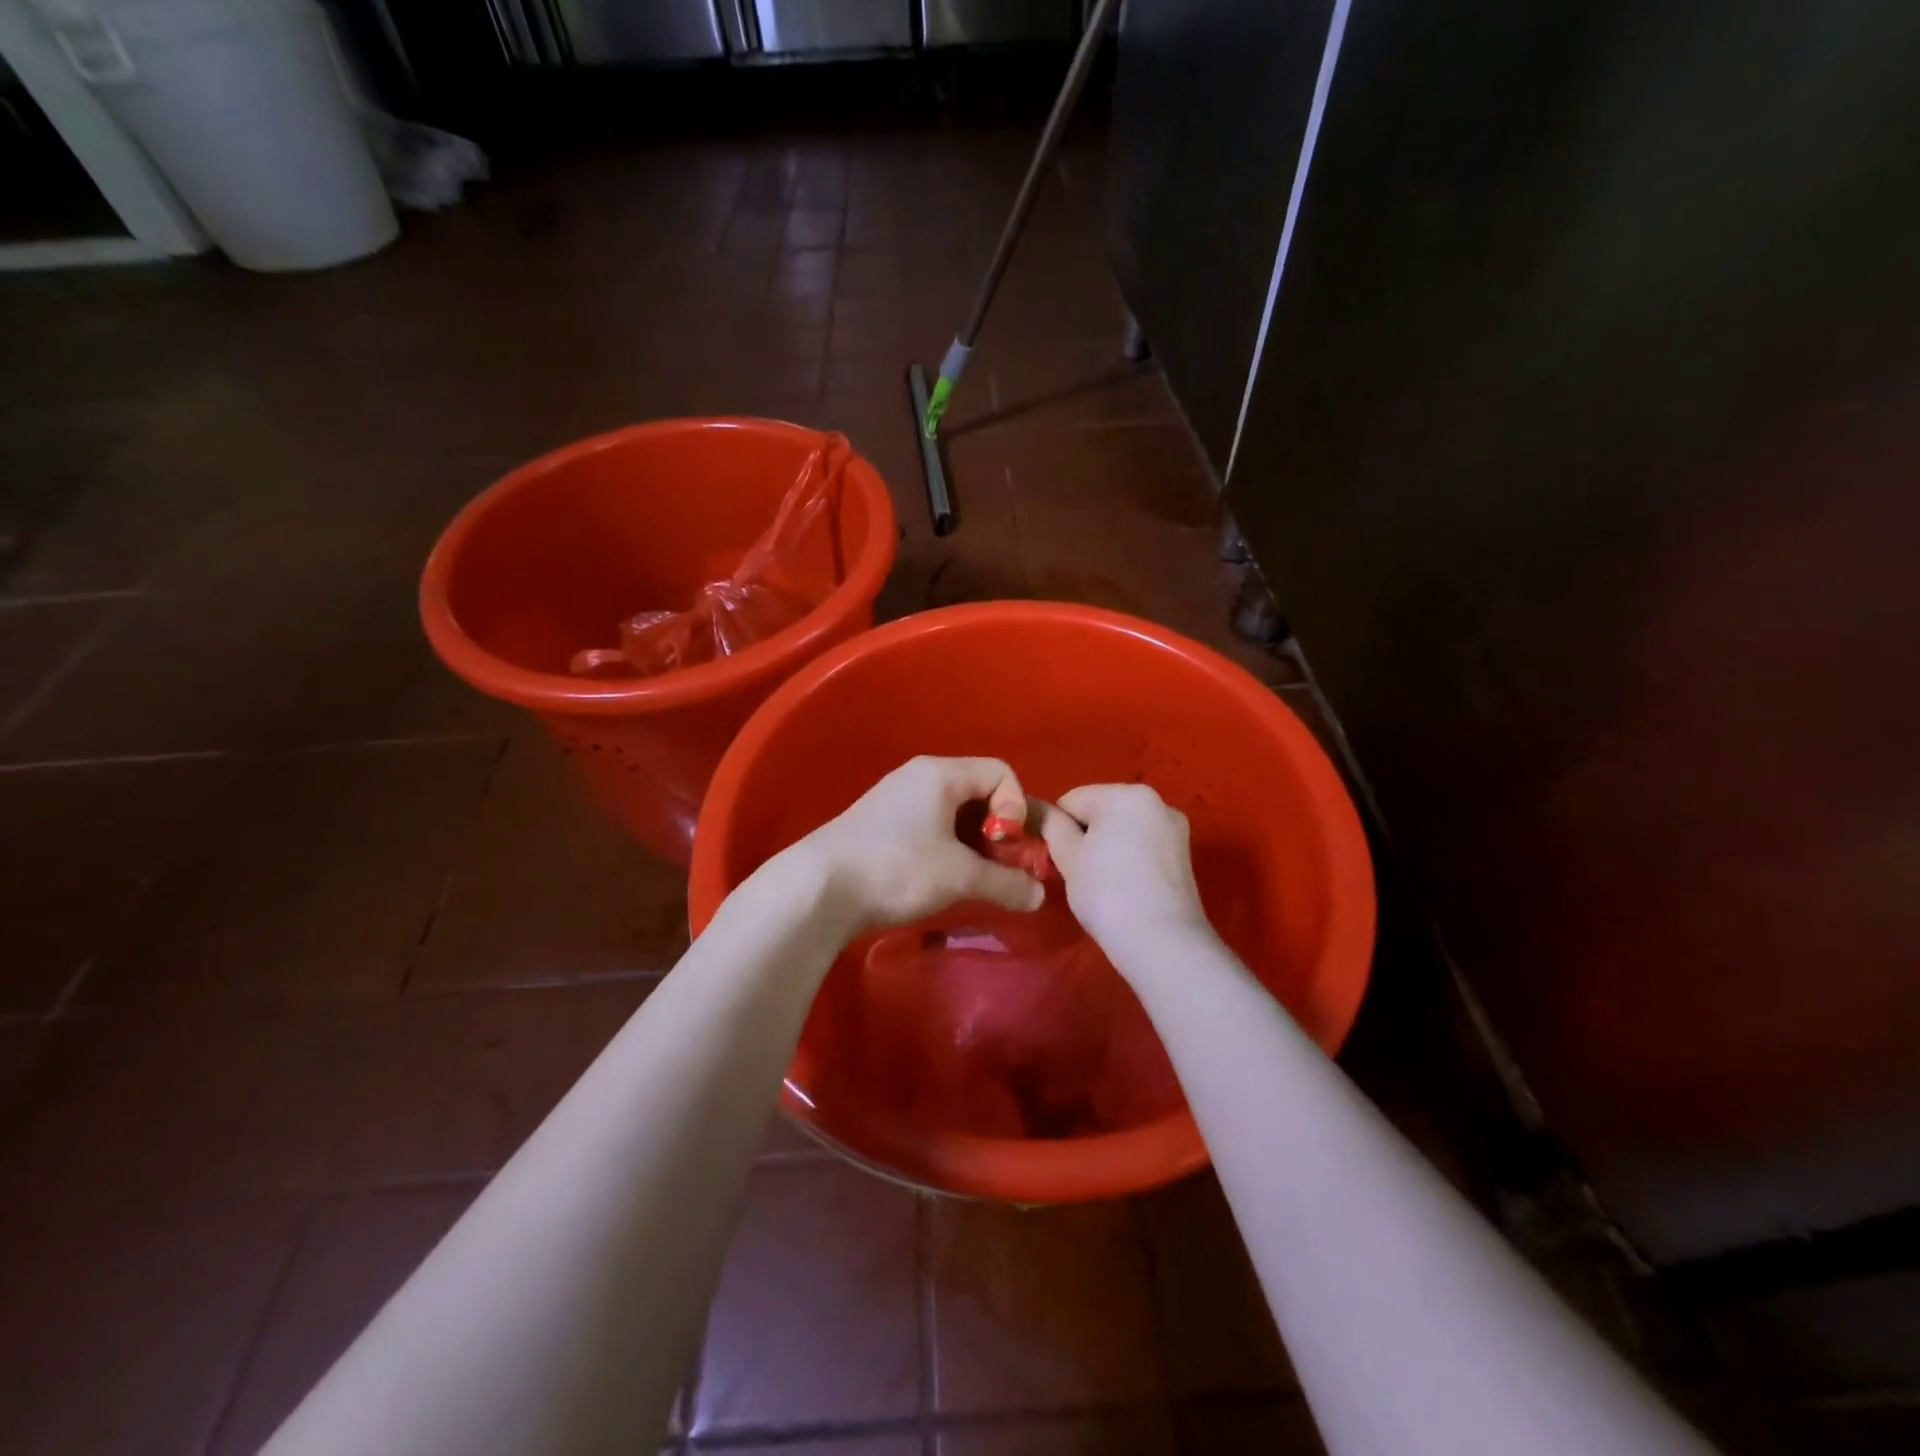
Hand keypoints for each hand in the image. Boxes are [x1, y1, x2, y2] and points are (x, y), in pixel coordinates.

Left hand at [792, 756, 1047, 939]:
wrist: (818, 888)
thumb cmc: (897, 868)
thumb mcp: (960, 876)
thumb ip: (1006, 883)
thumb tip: (1038, 896)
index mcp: (941, 774)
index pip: (1001, 772)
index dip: (1016, 807)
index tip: (1005, 844)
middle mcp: (920, 777)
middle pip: (979, 792)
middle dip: (998, 830)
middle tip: (998, 868)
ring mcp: (897, 800)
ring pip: (955, 814)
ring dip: (974, 845)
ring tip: (972, 879)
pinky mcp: (883, 826)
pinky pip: (932, 827)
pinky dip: (949, 849)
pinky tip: (942, 880)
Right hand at [1036, 784, 1211, 949]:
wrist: (1162, 944)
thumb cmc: (1107, 893)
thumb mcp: (1068, 856)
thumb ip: (1049, 824)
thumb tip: (1033, 807)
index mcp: (1126, 794)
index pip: (1071, 800)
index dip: (1057, 829)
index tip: (1057, 860)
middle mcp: (1156, 801)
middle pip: (1100, 811)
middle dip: (1084, 836)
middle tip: (1078, 873)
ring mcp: (1174, 828)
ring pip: (1122, 829)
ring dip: (1106, 847)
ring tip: (1103, 884)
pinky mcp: (1183, 855)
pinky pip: (1143, 845)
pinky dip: (1128, 858)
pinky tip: (1125, 887)